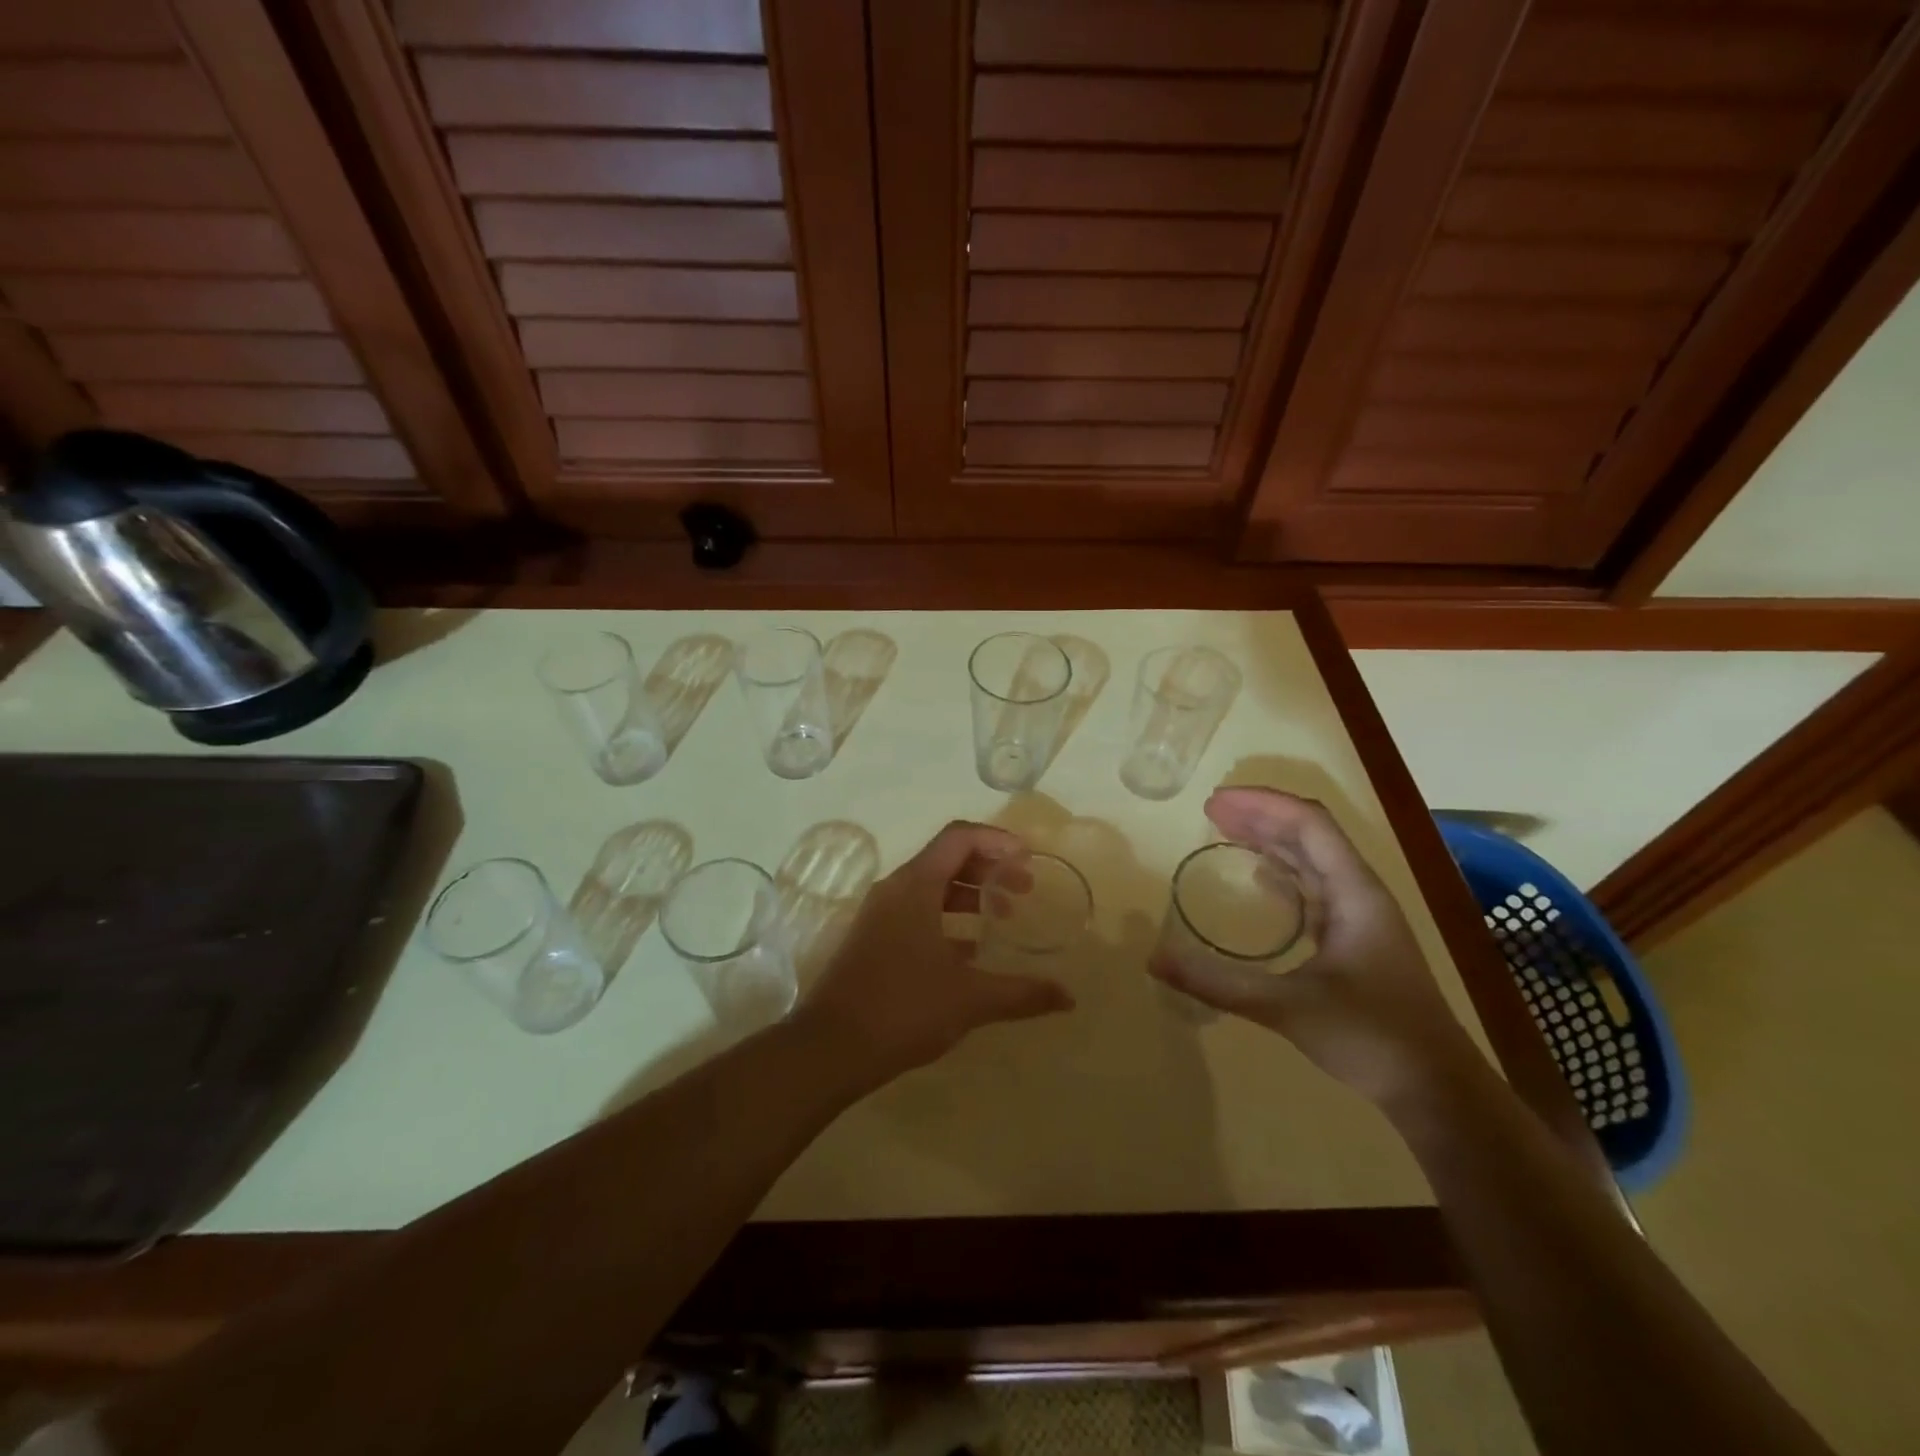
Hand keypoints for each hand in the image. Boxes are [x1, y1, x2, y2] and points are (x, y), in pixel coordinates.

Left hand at [797, 820, 1074, 1086]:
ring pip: (931, 885)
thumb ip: (1021, 993)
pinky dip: (947, 917)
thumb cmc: (902, 1009)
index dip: (997, 840)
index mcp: (915, 886)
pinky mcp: (873, 939)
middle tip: (1024, 890)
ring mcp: (880, 914)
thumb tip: (1069, 997)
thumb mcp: (969, 999)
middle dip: (989, 868)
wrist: (830, 1048)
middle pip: (947, 857)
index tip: (1028, 860)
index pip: (959, 837)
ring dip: (969, 893)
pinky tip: (968, 950)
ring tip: (1002, 916)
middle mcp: (895, 889)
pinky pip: (917, 911)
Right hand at [1148, 788, 1477, 1105]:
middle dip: (1260, 815)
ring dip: (1271, 840)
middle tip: (1210, 811)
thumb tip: (1154, 960)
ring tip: (1225, 832)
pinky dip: (1282, 873)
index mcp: (1354, 892)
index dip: (1261, 804)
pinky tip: (1259, 879)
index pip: (1308, 823)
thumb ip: (1219, 983)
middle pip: (1309, 834)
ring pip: (1312, 860)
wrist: (1438, 1090)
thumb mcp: (1287, 1007)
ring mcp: (1360, 917)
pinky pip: (1314, 889)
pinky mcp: (1356, 940)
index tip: (1214, 802)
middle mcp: (1360, 893)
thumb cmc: (1371, 1037)